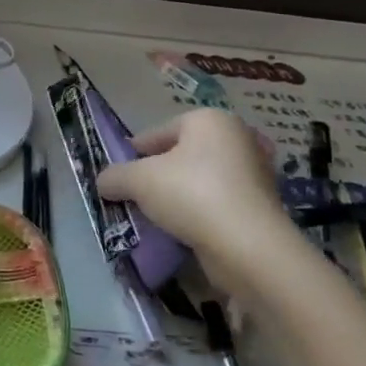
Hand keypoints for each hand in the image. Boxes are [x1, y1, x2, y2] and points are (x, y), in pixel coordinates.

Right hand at [99, 110, 292, 295]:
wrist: (247, 246)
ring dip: (178, 194)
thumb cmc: (191, 195)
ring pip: (200, 179)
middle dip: (157, 174)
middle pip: (181, 154)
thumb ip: (115, 176)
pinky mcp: (261, 204)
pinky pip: (218, 201)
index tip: (118, 175)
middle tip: (135, 195)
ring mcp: (254, 172)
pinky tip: (182, 229)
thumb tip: (104, 182)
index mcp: (209, 119)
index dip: (133, 153)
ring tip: (156, 215)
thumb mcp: (138, 180)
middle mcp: (237, 138)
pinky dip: (199, 211)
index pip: (158, 132)